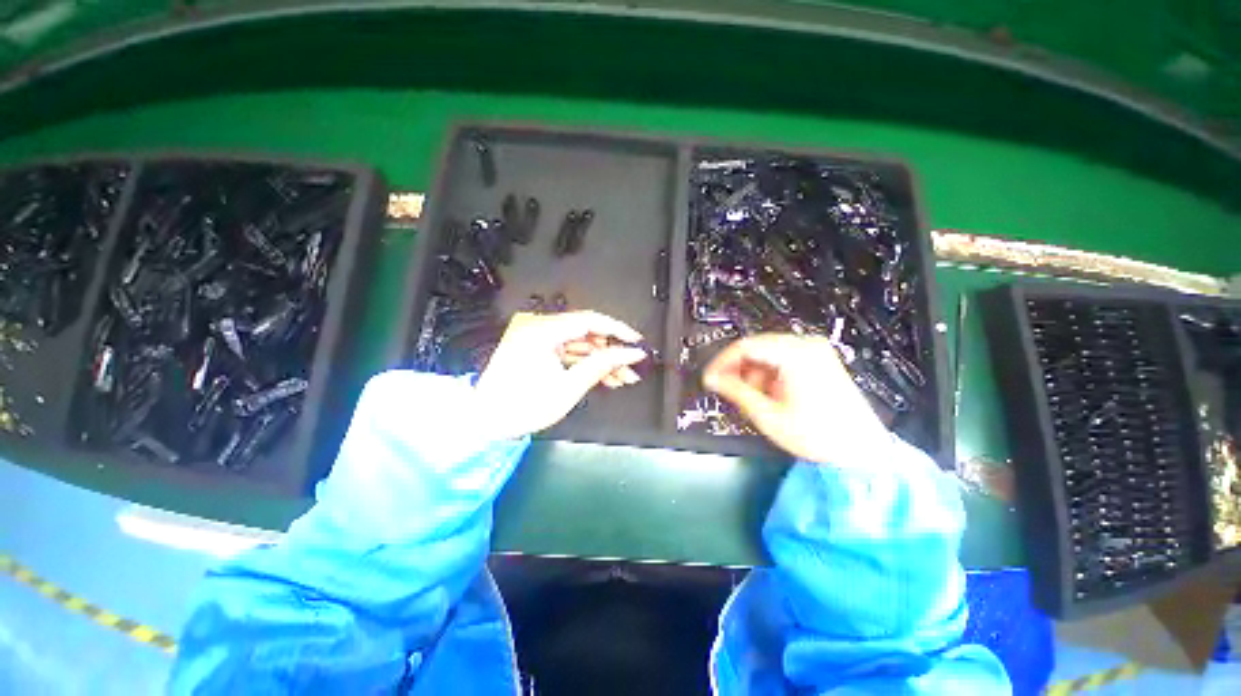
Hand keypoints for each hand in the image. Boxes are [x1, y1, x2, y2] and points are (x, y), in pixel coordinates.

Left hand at [474, 311, 647, 439]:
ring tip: (622, 376)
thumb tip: (629, 354)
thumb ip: (602, 365)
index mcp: (542, 331)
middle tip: (631, 366)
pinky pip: (568, 351)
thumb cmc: (521, 406)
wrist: (485, 422)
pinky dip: (585, 363)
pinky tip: (604, 376)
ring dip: (601, 359)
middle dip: (611, 351)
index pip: (589, 321)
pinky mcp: (537, 349)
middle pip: (586, 333)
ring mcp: (537, 338)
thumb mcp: (569, 386)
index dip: (617, 330)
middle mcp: (538, 327)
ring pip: (580, 344)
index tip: (635, 341)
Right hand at [703, 334, 888, 463]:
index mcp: (795, 354)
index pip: (745, 346)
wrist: (861, 451)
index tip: (710, 376)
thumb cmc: (820, 435)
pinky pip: (782, 359)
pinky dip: (768, 374)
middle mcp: (807, 346)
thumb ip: (736, 391)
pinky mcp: (819, 361)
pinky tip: (769, 394)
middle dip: (738, 369)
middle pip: (757, 347)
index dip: (722, 362)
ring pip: (768, 353)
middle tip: (726, 387)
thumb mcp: (768, 414)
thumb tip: (713, 379)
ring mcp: (815, 352)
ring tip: (753, 397)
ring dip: (753, 373)